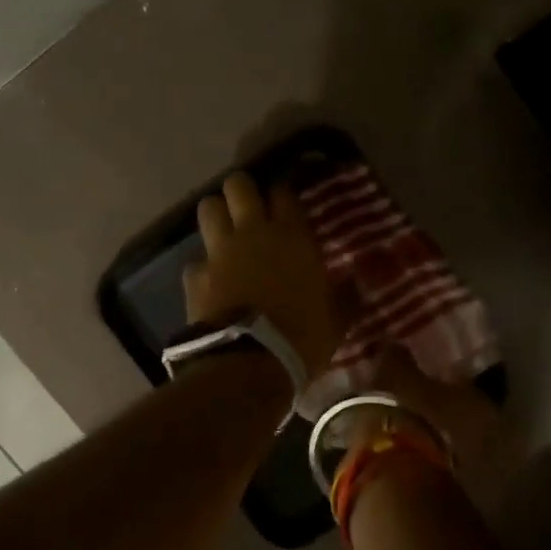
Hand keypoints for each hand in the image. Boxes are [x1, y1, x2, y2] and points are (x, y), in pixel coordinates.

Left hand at [184, 172, 340, 379]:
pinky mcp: (194, 276)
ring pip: (208, 208)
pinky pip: (196, 259)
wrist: (249, 364)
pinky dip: (203, 267)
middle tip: (248, 208)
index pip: (283, 191)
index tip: (284, 205)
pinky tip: (210, 282)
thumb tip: (356, 281)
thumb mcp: (337, 319)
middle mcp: (252, 232)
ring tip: (224, 231)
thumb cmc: (301, 338)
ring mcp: (219, 251)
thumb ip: (345, 295)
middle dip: (241, 191)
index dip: (282, 194)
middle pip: (238, 185)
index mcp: (292, 236)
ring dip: (216, 215)